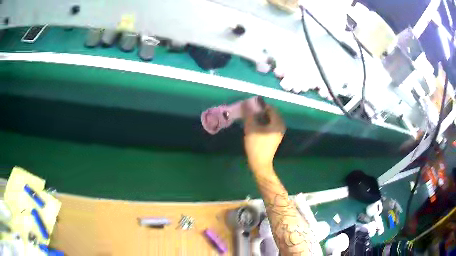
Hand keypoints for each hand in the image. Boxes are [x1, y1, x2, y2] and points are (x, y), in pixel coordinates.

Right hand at [243, 106, 285, 171]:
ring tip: (250, 117)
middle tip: (249, 111)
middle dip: (260, 111)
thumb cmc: (256, 145)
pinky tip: (254, 124)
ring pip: (270, 119)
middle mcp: (281, 126)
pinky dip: (263, 122)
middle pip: (271, 113)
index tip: (250, 105)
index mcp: (278, 123)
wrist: (260, 163)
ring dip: (260, 116)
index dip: (260, 105)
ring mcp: (279, 132)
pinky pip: (270, 124)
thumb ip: (249, 114)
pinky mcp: (275, 136)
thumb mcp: (251, 128)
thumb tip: (246, 103)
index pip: (270, 108)